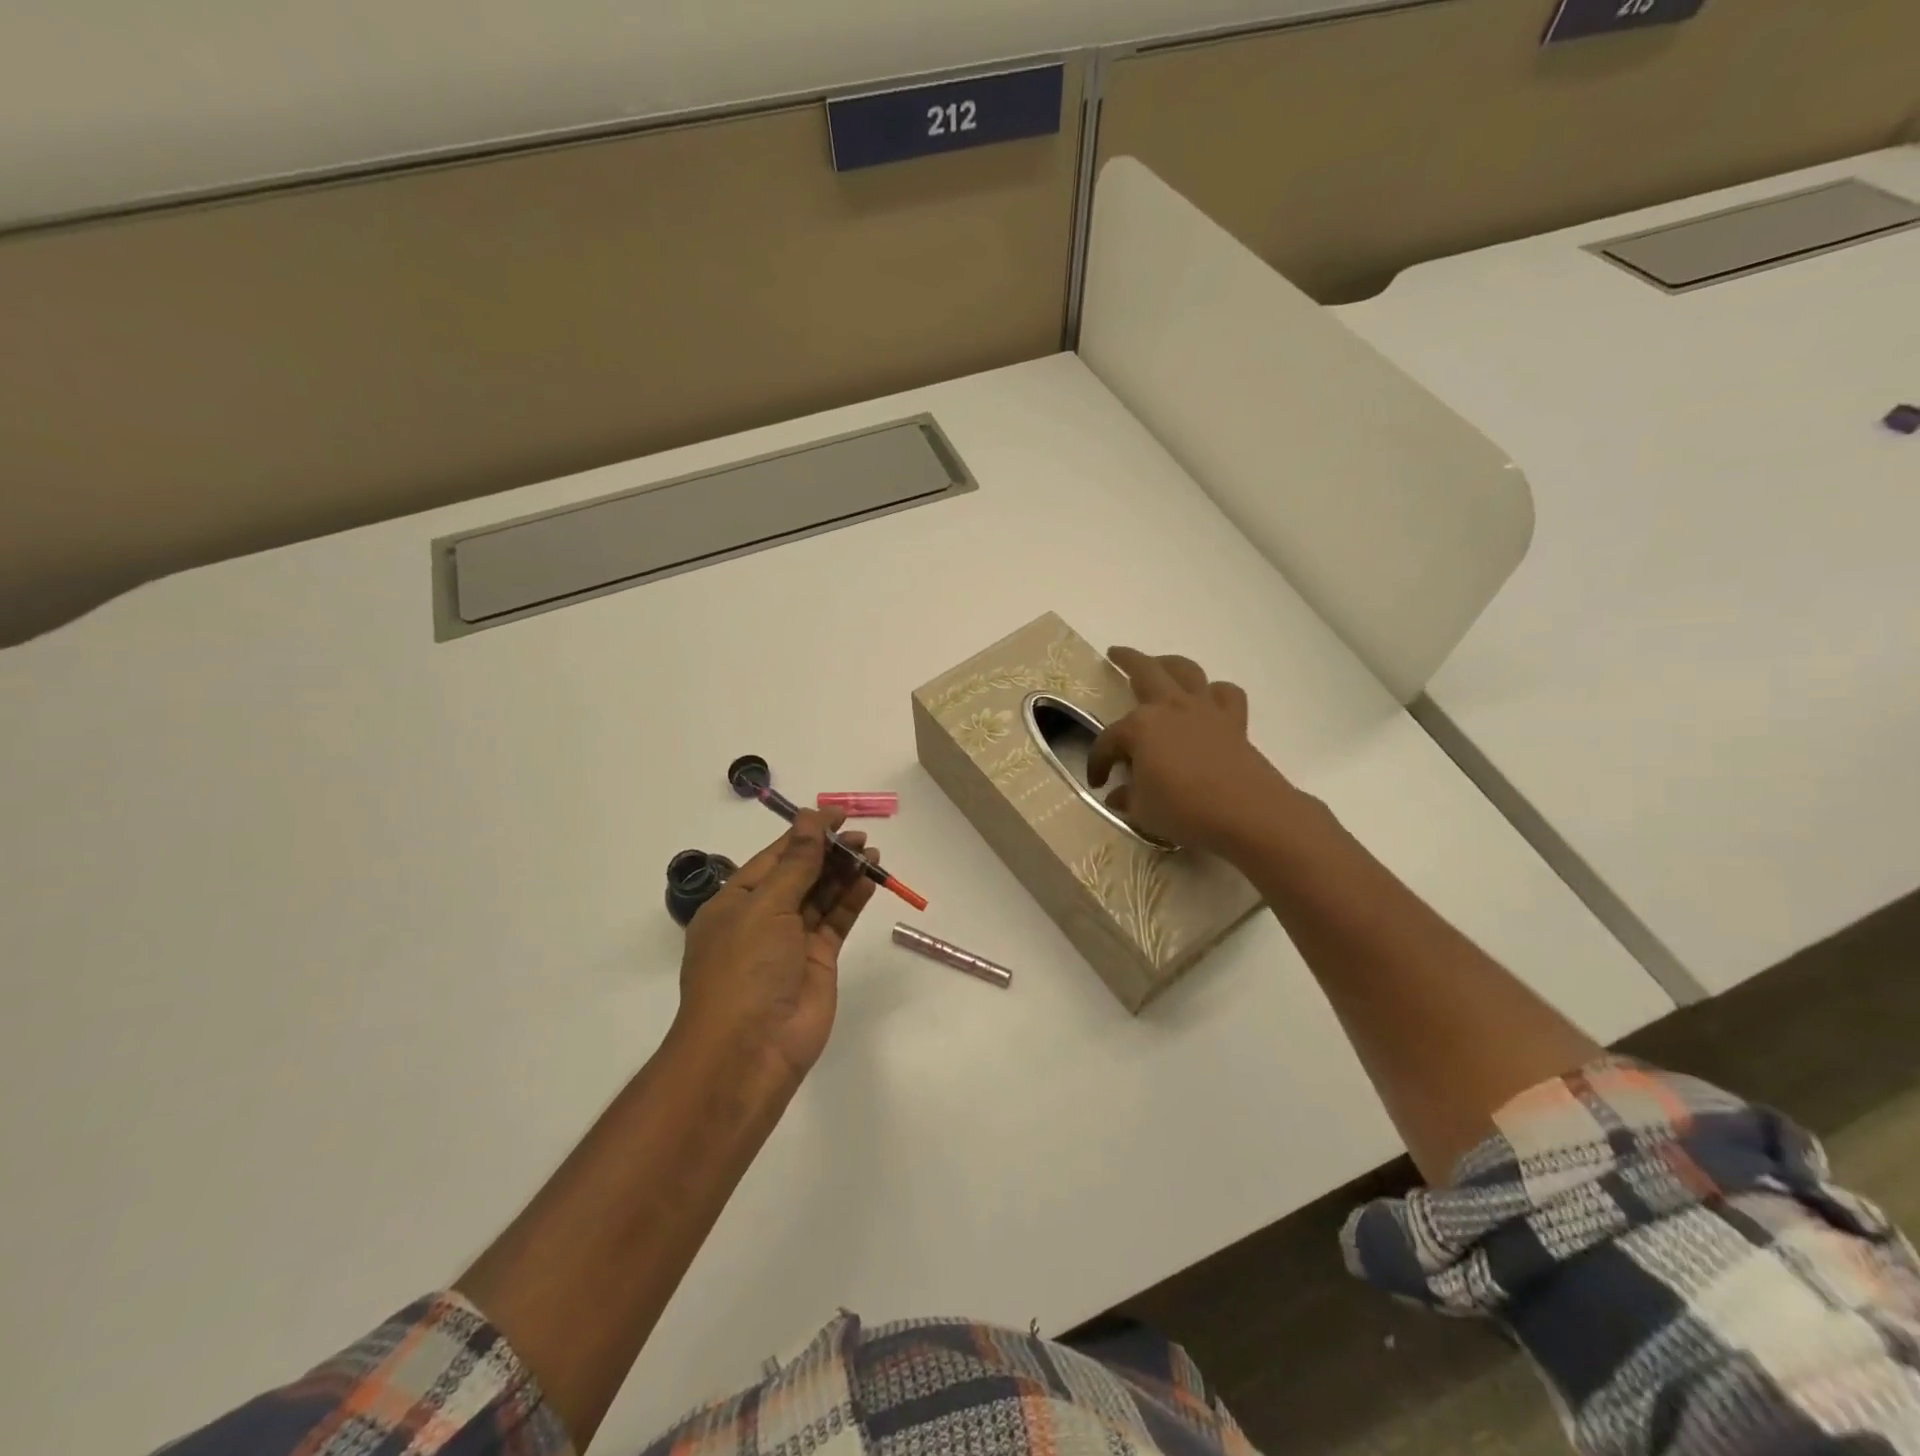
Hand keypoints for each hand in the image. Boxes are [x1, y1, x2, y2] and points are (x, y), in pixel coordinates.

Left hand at [676, 810, 878, 1085]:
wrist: (750, 1051)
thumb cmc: (745, 970)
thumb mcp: (765, 907)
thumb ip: (796, 864)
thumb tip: (810, 818)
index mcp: (735, 901)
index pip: (775, 857)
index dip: (806, 833)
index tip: (837, 814)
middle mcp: (762, 918)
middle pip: (800, 874)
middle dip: (828, 852)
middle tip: (860, 836)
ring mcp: (791, 941)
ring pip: (821, 896)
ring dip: (844, 873)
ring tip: (871, 852)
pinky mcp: (818, 961)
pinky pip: (836, 921)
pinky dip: (852, 900)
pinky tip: (870, 880)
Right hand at [1088, 647, 1298, 855]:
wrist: (1247, 813)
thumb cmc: (1184, 810)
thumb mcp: (1142, 811)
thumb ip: (1127, 797)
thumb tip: (1118, 794)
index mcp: (1139, 727)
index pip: (1108, 741)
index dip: (1098, 762)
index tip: (1097, 782)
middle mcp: (1169, 708)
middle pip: (1144, 672)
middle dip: (1126, 660)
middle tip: (1115, 653)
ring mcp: (1204, 710)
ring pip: (1186, 670)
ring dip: (1170, 663)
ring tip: (1160, 665)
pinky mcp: (1233, 721)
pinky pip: (1225, 694)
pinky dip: (1215, 692)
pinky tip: (1208, 700)